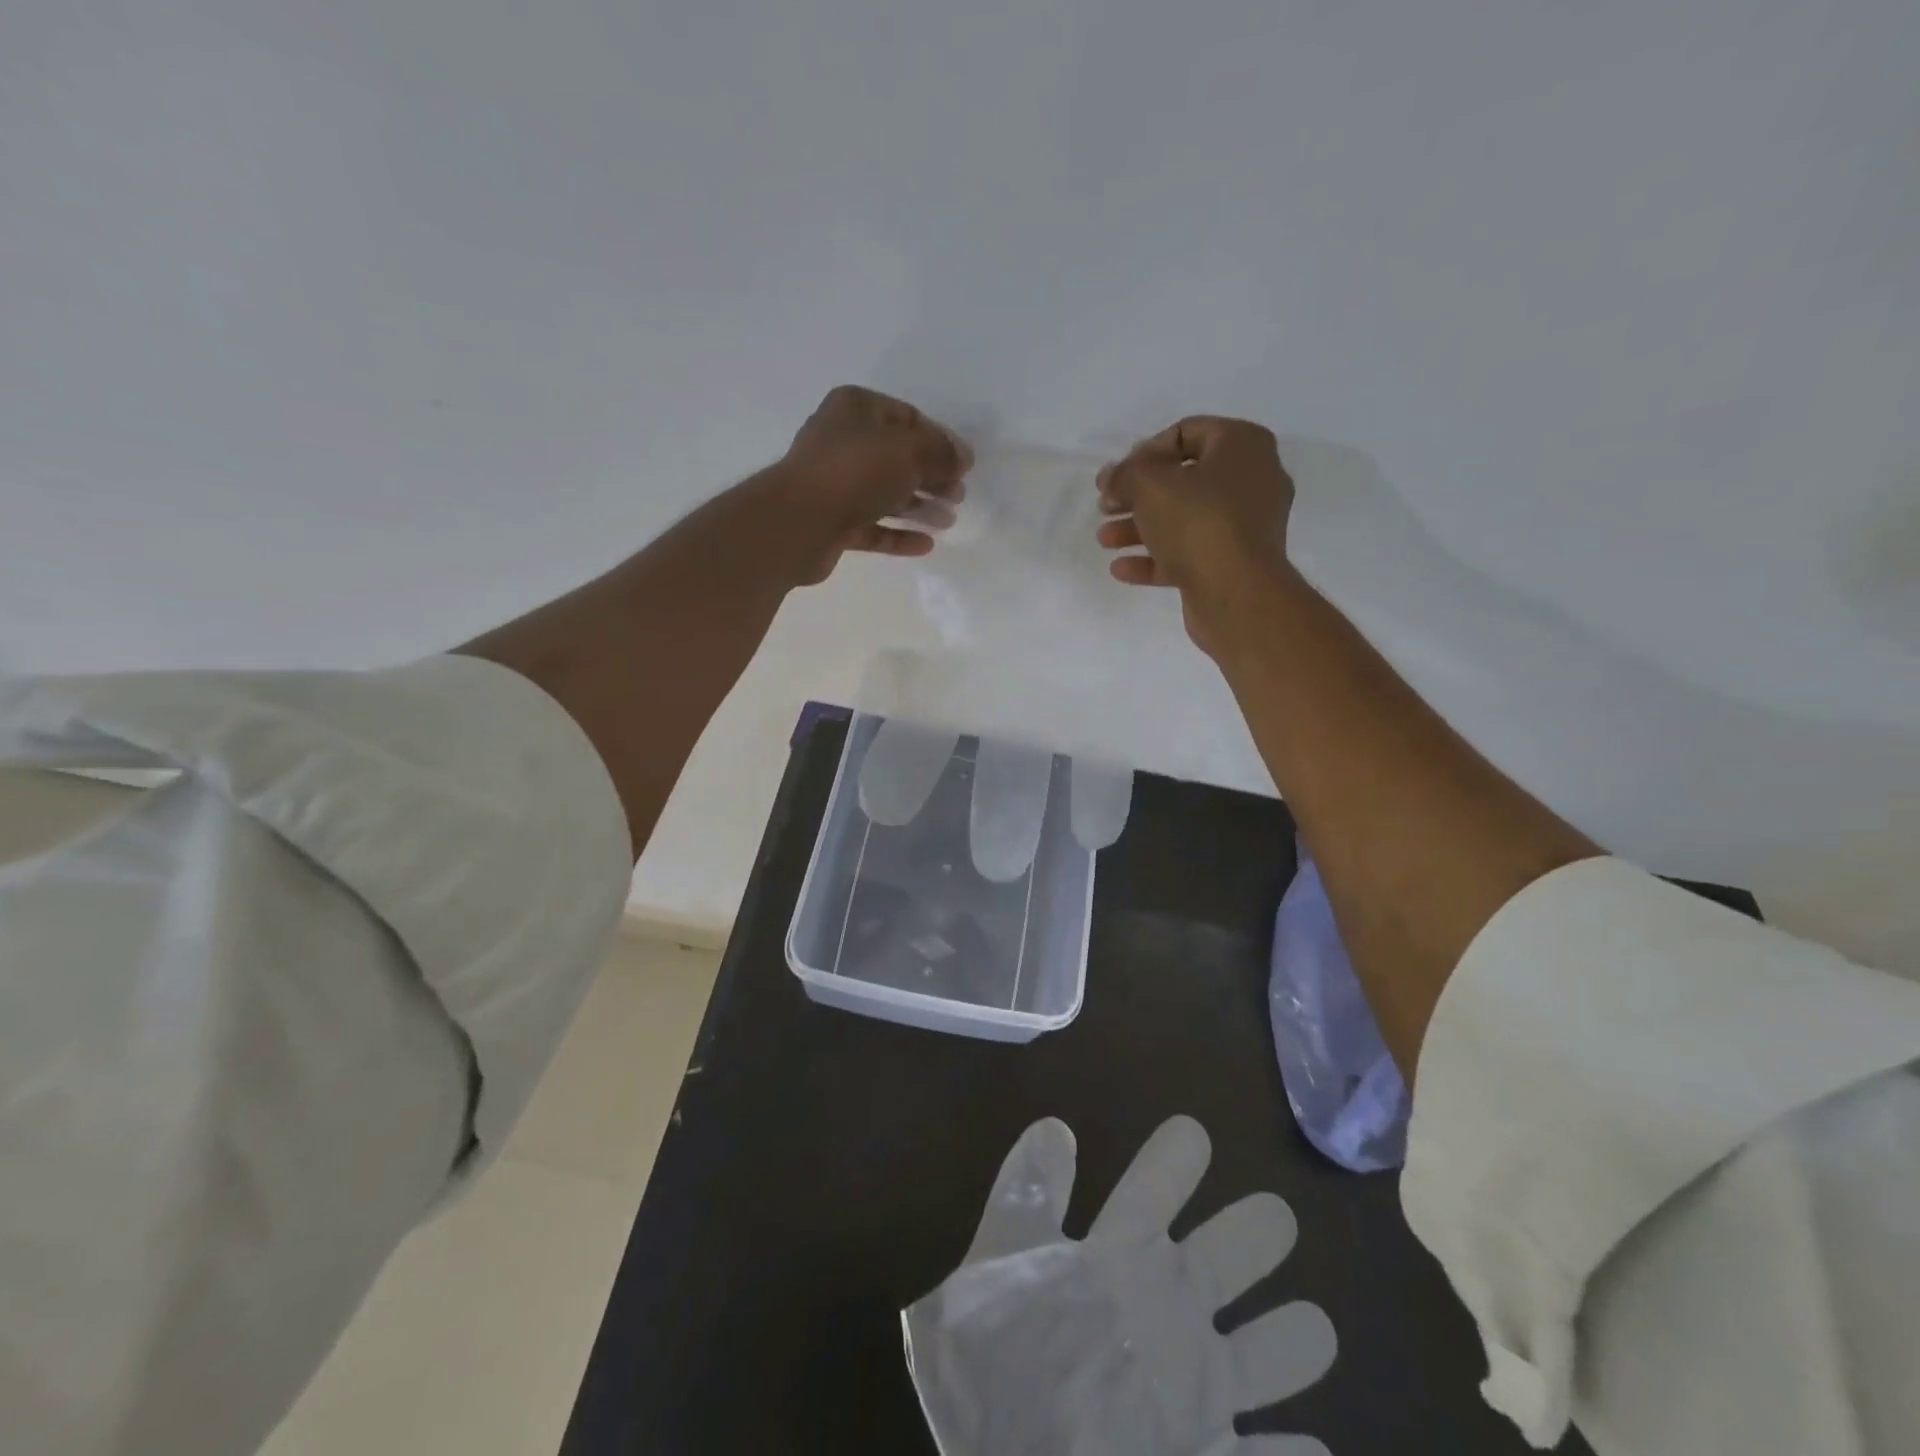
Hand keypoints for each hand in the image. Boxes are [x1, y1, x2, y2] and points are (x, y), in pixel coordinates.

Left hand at [767, 385, 971, 583]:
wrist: (799, 523)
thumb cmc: (855, 472)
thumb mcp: (910, 451)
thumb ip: (942, 452)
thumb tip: (962, 457)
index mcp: (856, 409)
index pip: (908, 418)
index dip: (940, 441)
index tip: (964, 466)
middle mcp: (842, 441)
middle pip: (898, 457)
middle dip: (932, 476)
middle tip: (958, 496)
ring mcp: (835, 484)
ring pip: (885, 493)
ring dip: (919, 507)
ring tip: (948, 521)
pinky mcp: (832, 523)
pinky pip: (873, 526)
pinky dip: (898, 534)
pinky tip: (925, 545)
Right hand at [1095, 415, 1295, 651]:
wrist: (1237, 595)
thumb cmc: (1198, 522)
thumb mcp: (1149, 485)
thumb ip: (1124, 475)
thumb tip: (1110, 477)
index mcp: (1243, 446)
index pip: (1187, 432)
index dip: (1145, 451)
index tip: (1118, 475)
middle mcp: (1252, 480)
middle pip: (1183, 480)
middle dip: (1138, 495)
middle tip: (1105, 507)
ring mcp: (1245, 526)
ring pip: (1183, 519)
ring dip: (1140, 528)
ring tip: (1104, 539)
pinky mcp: (1233, 564)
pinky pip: (1189, 553)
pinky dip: (1156, 558)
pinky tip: (1121, 568)